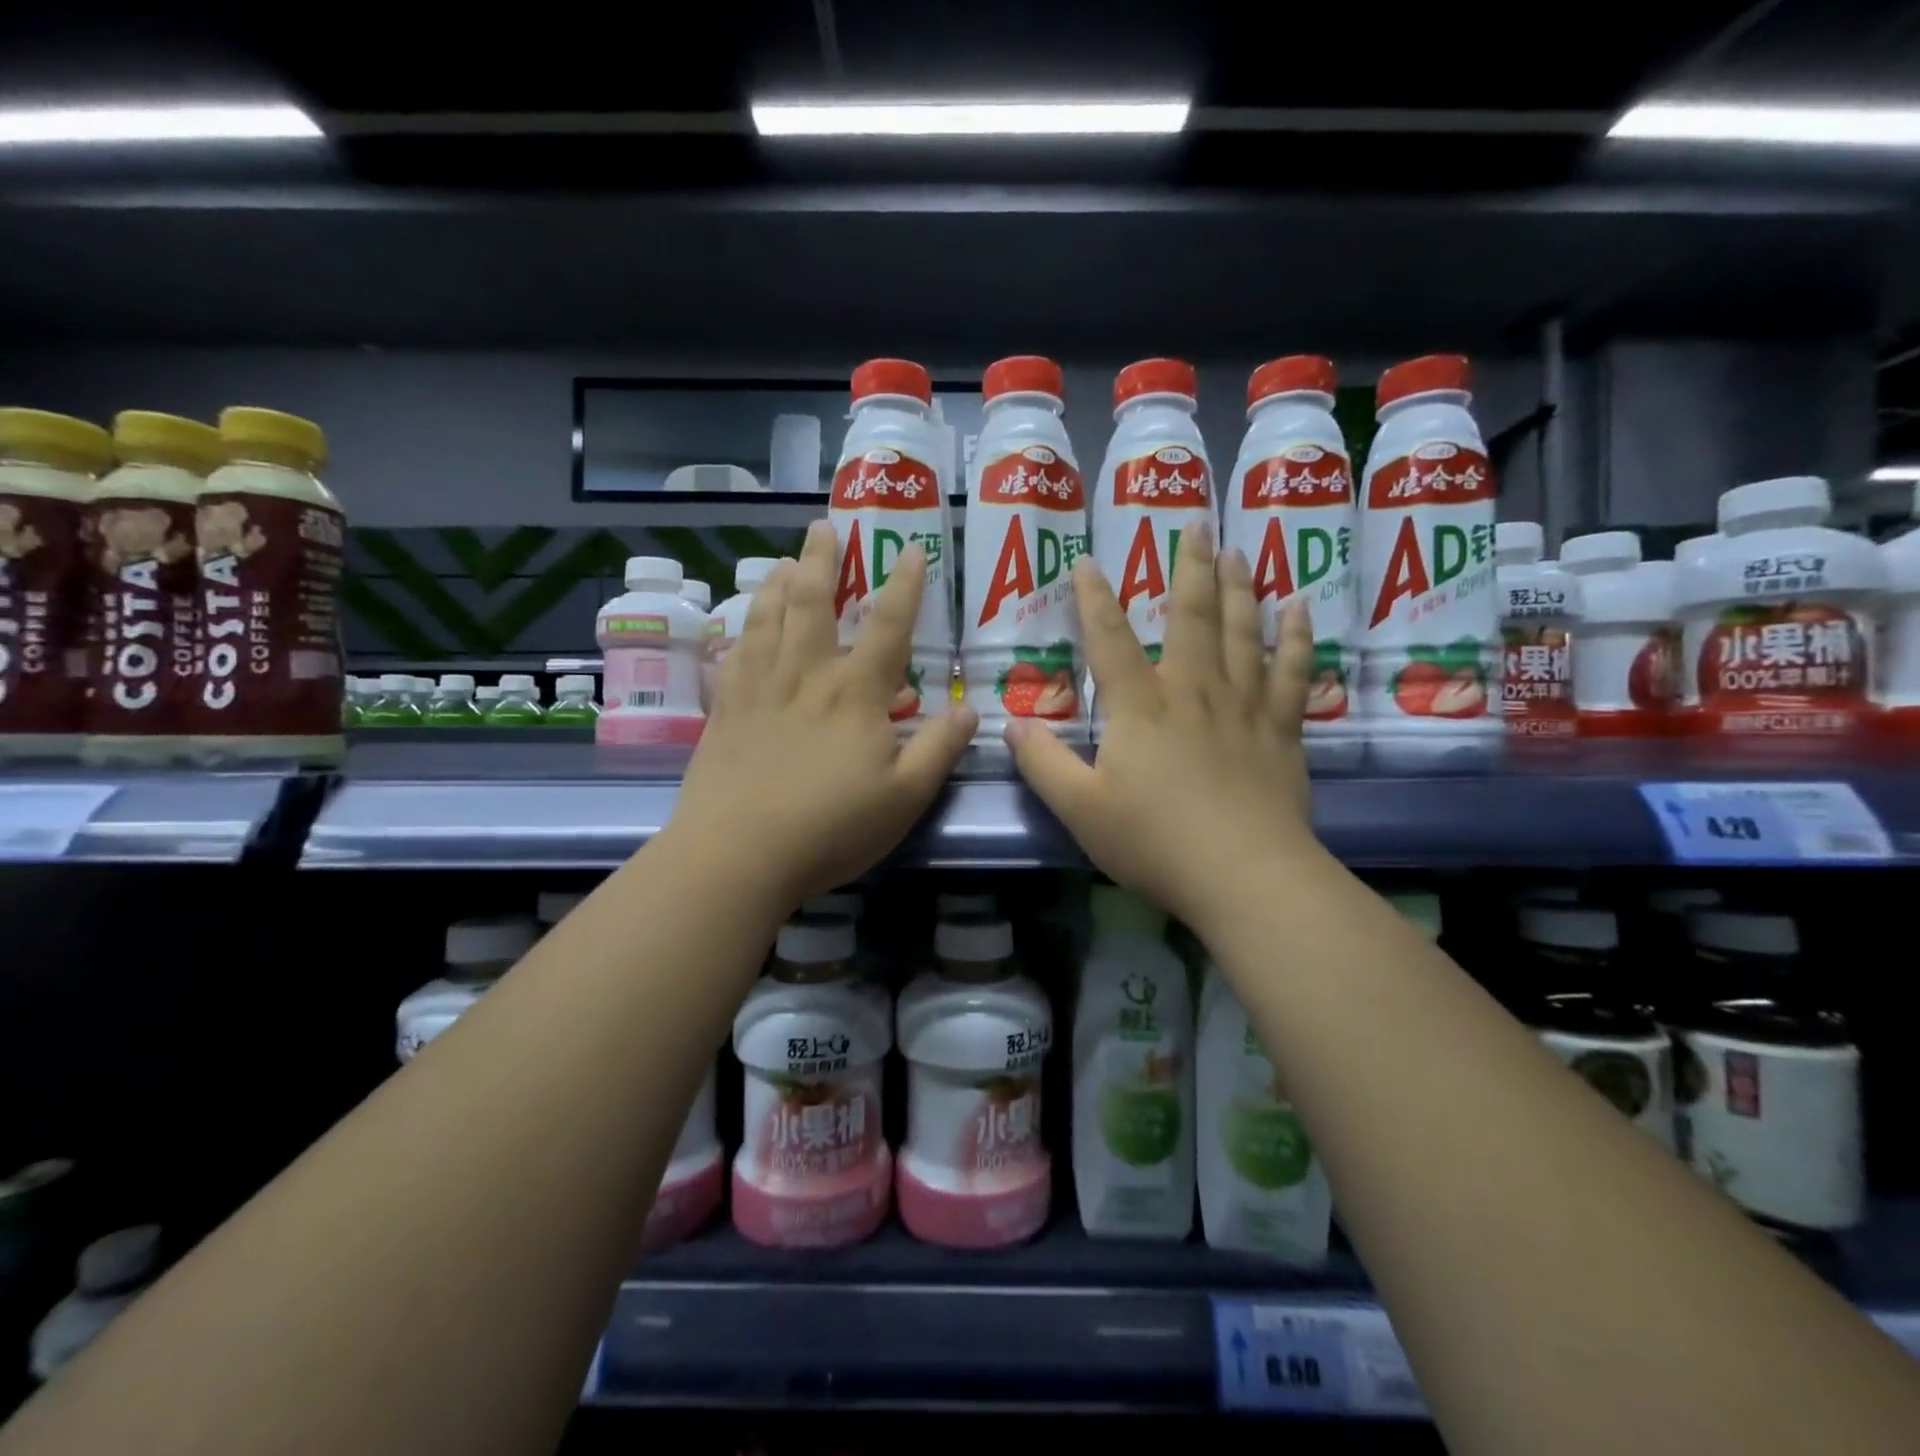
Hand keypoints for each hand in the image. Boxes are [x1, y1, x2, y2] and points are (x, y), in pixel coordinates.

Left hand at [670, 519, 977, 905]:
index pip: (888, 625)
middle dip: (821, 560)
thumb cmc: (830, 828)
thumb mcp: (904, 798)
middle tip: (823, 527)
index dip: (905, 585)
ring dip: (777, 581)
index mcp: (855, 693)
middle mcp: (806, 675)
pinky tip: (743, 624)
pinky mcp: (725, 708)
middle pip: (812, 601)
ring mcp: (759, 688)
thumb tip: (970, 710)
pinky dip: (742, 627)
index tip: (912, 549)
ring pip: (766, 616)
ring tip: (784, 560)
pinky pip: (734, 651)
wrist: (737, 853)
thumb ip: (939, 750)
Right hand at [1004, 525, 1322, 933]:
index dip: (1094, 599)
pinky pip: (1291, 672)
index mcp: (1140, 707)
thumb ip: (1043, 763)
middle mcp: (1192, 691)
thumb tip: (1011, 724)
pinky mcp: (1280, 731)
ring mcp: (1242, 707)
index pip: (1109, 639)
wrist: (1243, 875)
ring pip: (1243, 633)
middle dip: (1189, 568)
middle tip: (1197, 524)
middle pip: (1190, 617)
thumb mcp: (1080, 809)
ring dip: (1239, 588)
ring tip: (1238, 551)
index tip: (1086, 561)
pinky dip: (1297, 637)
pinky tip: (1300, 608)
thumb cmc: (1154, 842)